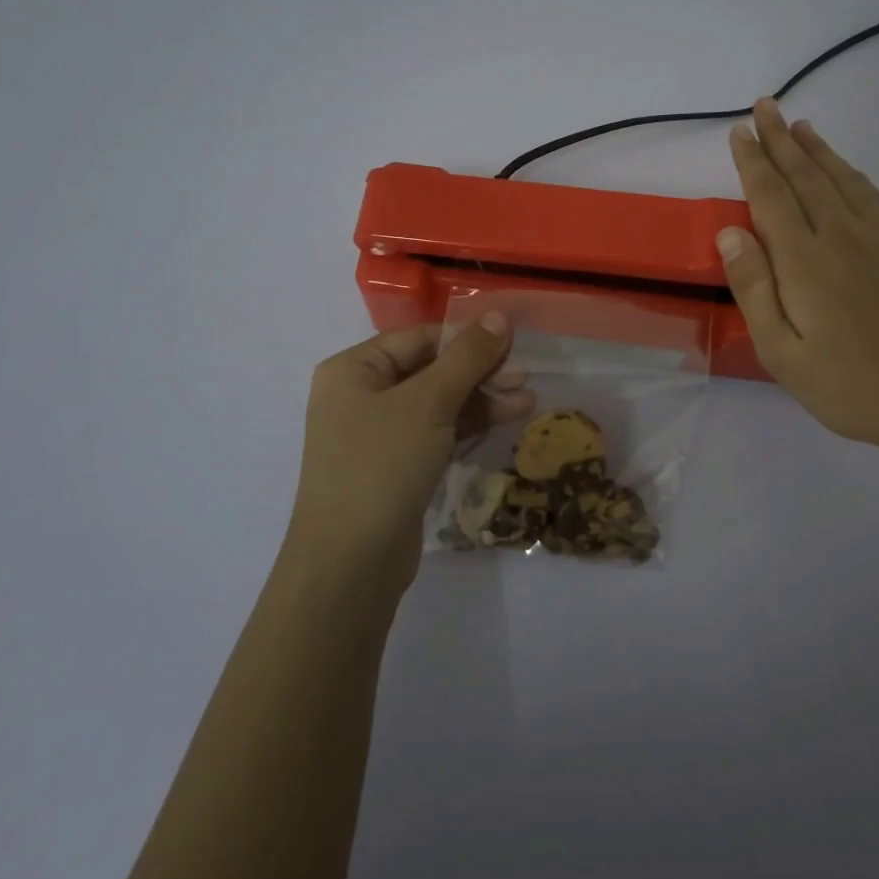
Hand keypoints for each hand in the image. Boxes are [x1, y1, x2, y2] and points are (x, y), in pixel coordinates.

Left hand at [287, 315, 535, 600]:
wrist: (350, 563)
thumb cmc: (382, 465)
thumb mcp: (429, 402)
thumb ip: (467, 357)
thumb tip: (498, 315)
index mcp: (354, 369)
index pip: (419, 338)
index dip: (467, 338)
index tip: (513, 343)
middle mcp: (361, 396)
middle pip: (430, 369)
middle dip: (479, 372)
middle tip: (525, 378)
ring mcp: (377, 435)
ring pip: (438, 403)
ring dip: (482, 399)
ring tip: (528, 401)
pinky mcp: (395, 467)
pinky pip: (436, 433)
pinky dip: (468, 426)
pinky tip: (506, 420)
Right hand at [719, 98, 878, 469]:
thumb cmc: (852, 386)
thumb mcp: (783, 354)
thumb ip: (754, 289)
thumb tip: (731, 232)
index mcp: (804, 261)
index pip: (771, 195)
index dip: (753, 160)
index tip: (739, 131)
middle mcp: (842, 236)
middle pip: (806, 175)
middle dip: (781, 139)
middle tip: (765, 106)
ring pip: (842, 179)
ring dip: (818, 149)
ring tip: (801, 126)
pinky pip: (874, 197)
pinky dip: (853, 174)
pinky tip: (848, 172)